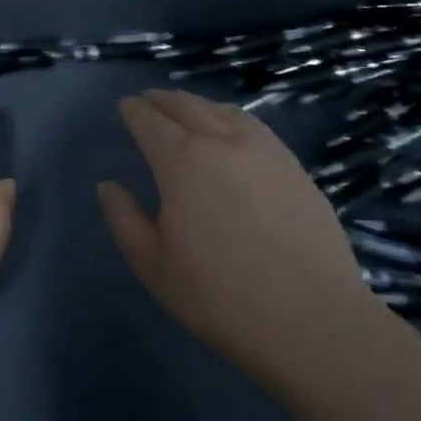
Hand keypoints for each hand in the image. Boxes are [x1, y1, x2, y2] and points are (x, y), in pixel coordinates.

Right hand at [97, 89, 391, 387]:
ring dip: (199, 103)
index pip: (150, 122)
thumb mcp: (152, 265)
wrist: (312, 320)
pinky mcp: (296, 169)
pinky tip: (234, 130)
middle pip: (187, 106)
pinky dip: (233, 118)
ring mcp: (266, 152)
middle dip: (163, 99)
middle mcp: (223, 143)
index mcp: (182, 162)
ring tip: (188, 108)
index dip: (134, 111)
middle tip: (149, 99)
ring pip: (225, 111)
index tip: (125, 106)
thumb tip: (108, 185)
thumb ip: (124, 219)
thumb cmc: (219, 297)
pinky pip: (257, 127)